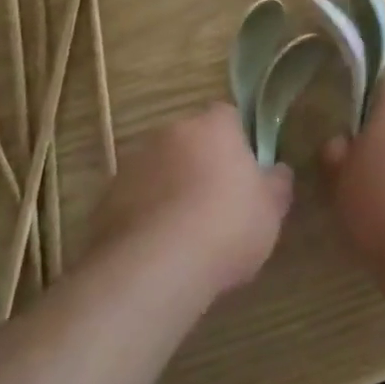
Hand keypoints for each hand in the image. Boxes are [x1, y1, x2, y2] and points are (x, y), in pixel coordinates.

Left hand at [87, 103, 292, 296]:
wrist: (156, 266)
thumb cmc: (227, 226)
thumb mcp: (271, 210)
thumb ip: (276, 183)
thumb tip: (277, 170)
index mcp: (213, 126)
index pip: (228, 117)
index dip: (238, 142)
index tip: (245, 173)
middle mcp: (170, 132)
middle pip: (191, 140)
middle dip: (202, 164)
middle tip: (218, 204)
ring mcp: (134, 163)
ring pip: (161, 168)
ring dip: (172, 188)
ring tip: (186, 233)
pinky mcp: (107, 196)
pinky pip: (136, 198)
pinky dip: (147, 214)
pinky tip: (159, 249)